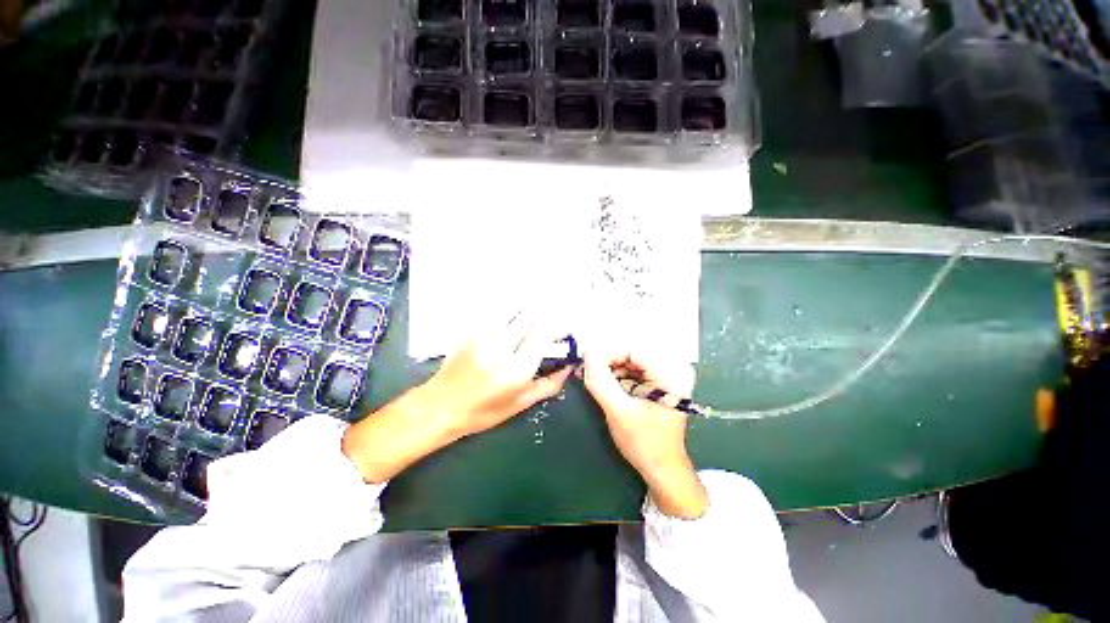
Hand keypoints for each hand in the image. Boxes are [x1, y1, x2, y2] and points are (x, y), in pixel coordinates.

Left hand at [342, 311, 572, 482]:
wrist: (441, 405)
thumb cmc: (484, 411)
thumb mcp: (520, 404)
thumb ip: (548, 385)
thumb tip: (569, 367)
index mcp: (517, 368)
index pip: (544, 333)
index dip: (558, 325)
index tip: (564, 326)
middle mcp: (502, 346)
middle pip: (530, 315)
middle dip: (544, 311)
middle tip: (552, 313)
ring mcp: (484, 334)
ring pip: (513, 308)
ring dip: (527, 306)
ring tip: (535, 308)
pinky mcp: (471, 329)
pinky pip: (496, 310)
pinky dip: (510, 308)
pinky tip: (514, 310)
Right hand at [583, 347, 707, 518]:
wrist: (663, 468)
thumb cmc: (645, 443)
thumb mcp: (618, 411)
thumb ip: (600, 380)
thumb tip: (586, 353)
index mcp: (672, 373)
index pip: (632, 348)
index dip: (606, 352)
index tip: (584, 363)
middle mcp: (673, 366)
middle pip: (631, 350)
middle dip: (606, 359)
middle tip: (585, 370)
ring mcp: (667, 371)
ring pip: (629, 356)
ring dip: (609, 365)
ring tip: (593, 377)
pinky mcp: (658, 378)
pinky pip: (632, 365)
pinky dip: (616, 372)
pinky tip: (604, 381)